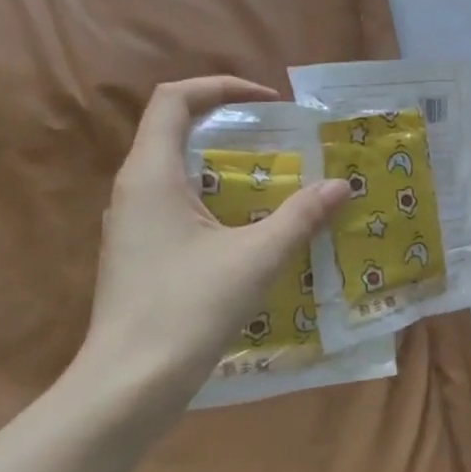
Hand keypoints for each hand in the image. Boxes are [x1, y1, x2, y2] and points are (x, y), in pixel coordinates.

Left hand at [76, 77, 349, 417]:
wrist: (129, 384)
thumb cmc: (188, 308)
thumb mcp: (257, 258)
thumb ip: (301, 216)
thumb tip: (341, 186)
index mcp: (151, 175)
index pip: (174, 100)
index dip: (221, 87)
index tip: (268, 100)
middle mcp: (133, 190)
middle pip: (175, 131)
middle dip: (229, 126)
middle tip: (279, 140)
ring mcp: (131, 224)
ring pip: (176, 172)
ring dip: (223, 166)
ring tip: (273, 181)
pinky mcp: (138, 253)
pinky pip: (176, 205)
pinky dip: (214, 200)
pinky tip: (247, 229)